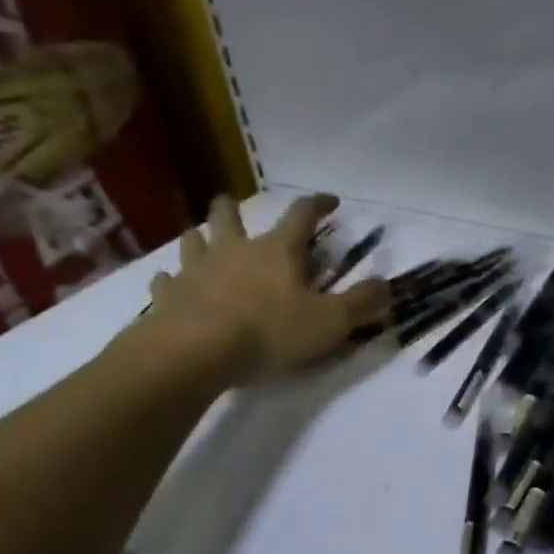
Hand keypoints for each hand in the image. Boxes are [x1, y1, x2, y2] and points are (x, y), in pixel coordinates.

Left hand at [129, 193, 390, 389]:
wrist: (195, 352)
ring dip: (199, 236)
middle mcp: (234, 251)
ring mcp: (195, 271)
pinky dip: (170, 281)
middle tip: (232, 203)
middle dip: (234, 208)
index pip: (301, 215)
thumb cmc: (269, 332)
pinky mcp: (167, 297)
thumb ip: (362, 303)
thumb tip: (388, 285)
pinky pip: (165, 282)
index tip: (330, 201)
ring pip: (194, 241)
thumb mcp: (330, 322)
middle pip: (230, 217)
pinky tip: (169, 284)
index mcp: (277, 251)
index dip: (318, 204)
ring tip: (200, 237)